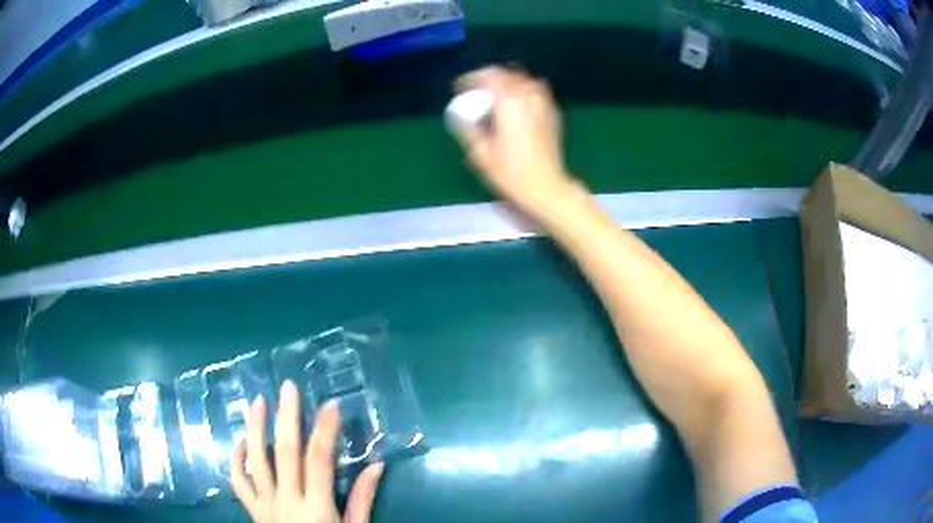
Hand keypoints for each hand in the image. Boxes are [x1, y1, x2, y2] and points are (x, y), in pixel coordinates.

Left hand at [230, 381, 383, 522]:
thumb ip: (362, 499)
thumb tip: (377, 465)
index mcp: (316, 507)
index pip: (319, 461)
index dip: (325, 430)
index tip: (331, 404)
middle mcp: (286, 500)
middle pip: (285, 452)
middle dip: (288, 417)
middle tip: (289, 387)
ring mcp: (264, 504)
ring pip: (255, 460)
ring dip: (255, 428)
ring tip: (258, 402)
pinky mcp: (251, 509)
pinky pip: (237, 481)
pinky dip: (235, 459)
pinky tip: (240, 441)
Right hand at [453, 66, 573, 216]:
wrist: (546, 187)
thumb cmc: (511, 172)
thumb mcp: (480, 153)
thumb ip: (469, 128)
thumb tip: (462, 116)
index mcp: (509, 101)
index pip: (489, 75)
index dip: (471, 78)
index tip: (459, 88)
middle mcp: (529, 95)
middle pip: (507, 74)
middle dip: (489, 78)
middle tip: (476, 90)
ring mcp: (544, 103)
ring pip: (524, 80)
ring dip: (508, 83)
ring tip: (495, 95)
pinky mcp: (553, 113)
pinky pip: (536, 91)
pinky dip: (523, 91)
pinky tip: (516, 104)